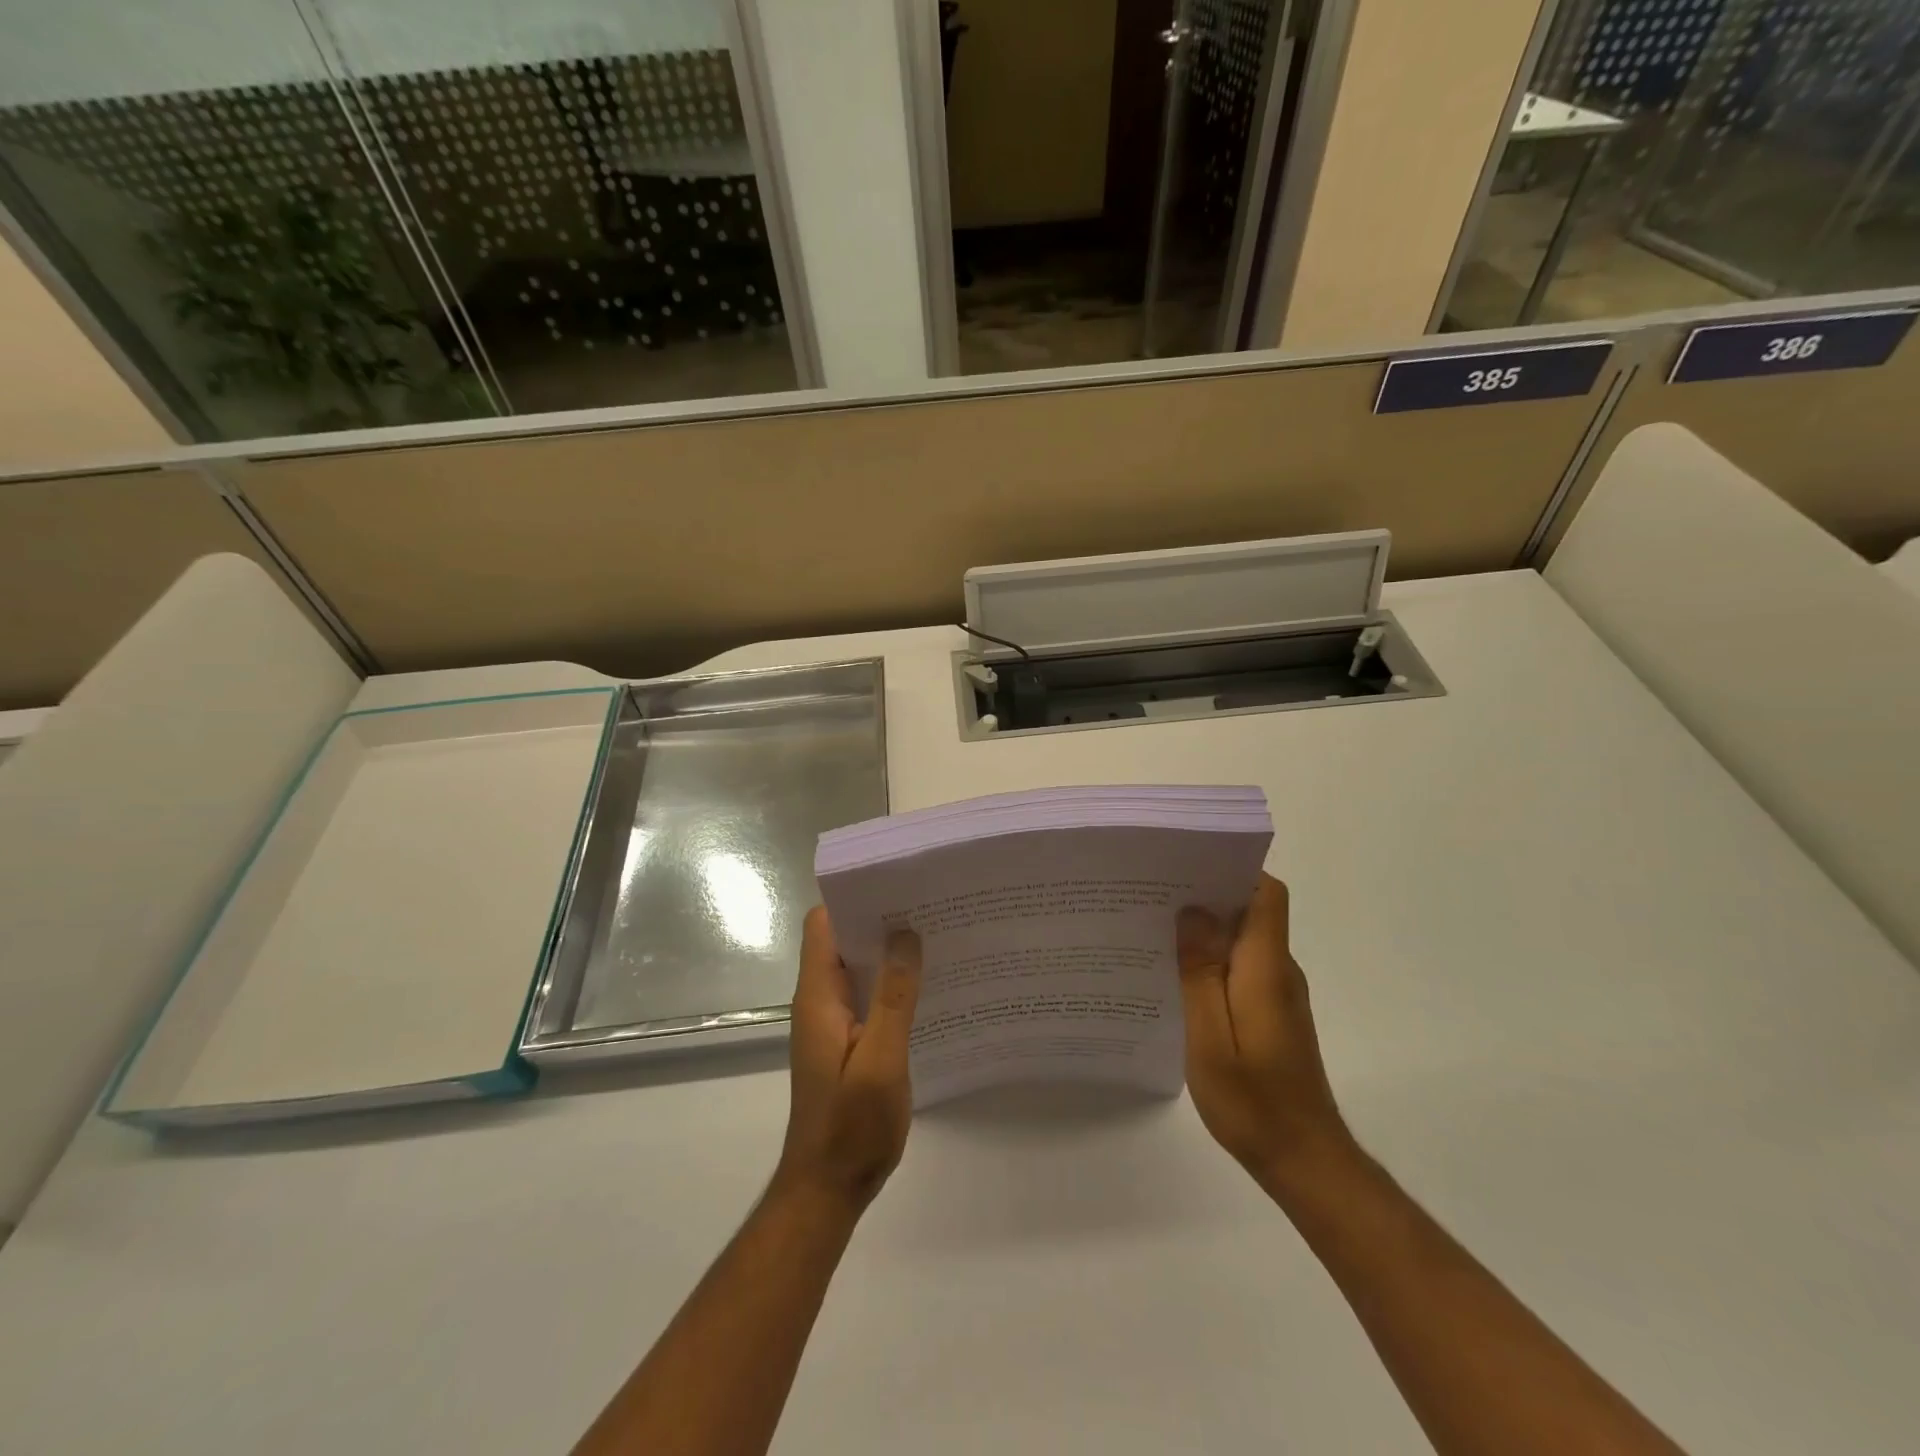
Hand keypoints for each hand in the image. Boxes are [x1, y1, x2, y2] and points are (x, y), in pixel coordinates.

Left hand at [776, 907, 921, 1213]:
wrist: (829, 1188)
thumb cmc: (851, 1125)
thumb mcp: (880, 1059)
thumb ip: (893, 996)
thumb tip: (905, 934)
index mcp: (818, 995)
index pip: (823, 924)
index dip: (854, 899)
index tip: (897, 885)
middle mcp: (820, 1000)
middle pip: (843, 940)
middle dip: (881, 920)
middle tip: (930, 906)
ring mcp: (833, 1021)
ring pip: (859, 968)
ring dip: (890, 953)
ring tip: (937, 936)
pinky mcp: (847, 1040)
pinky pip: (869, 995)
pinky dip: (892, 984)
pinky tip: (929, 986)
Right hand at [1177, 874, 1350, 1188]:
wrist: (1304, 1161)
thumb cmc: (1254, 1101)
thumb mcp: (1211, 1038)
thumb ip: (1201, 973)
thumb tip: (1192, 912)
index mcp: (1266, 968)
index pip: (1266, 895)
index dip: (1233, 870)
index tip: (1187, 866)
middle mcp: (1279, 970)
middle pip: (1251, 911)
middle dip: (1206, 894)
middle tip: (1153, 894)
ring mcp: (1278, 992)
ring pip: (1243, 939)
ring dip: (1205, 929)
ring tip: (1154, 929)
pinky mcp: (1272, 1012)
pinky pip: (1241, 967)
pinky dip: (1211, 960)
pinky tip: (1176, 976)